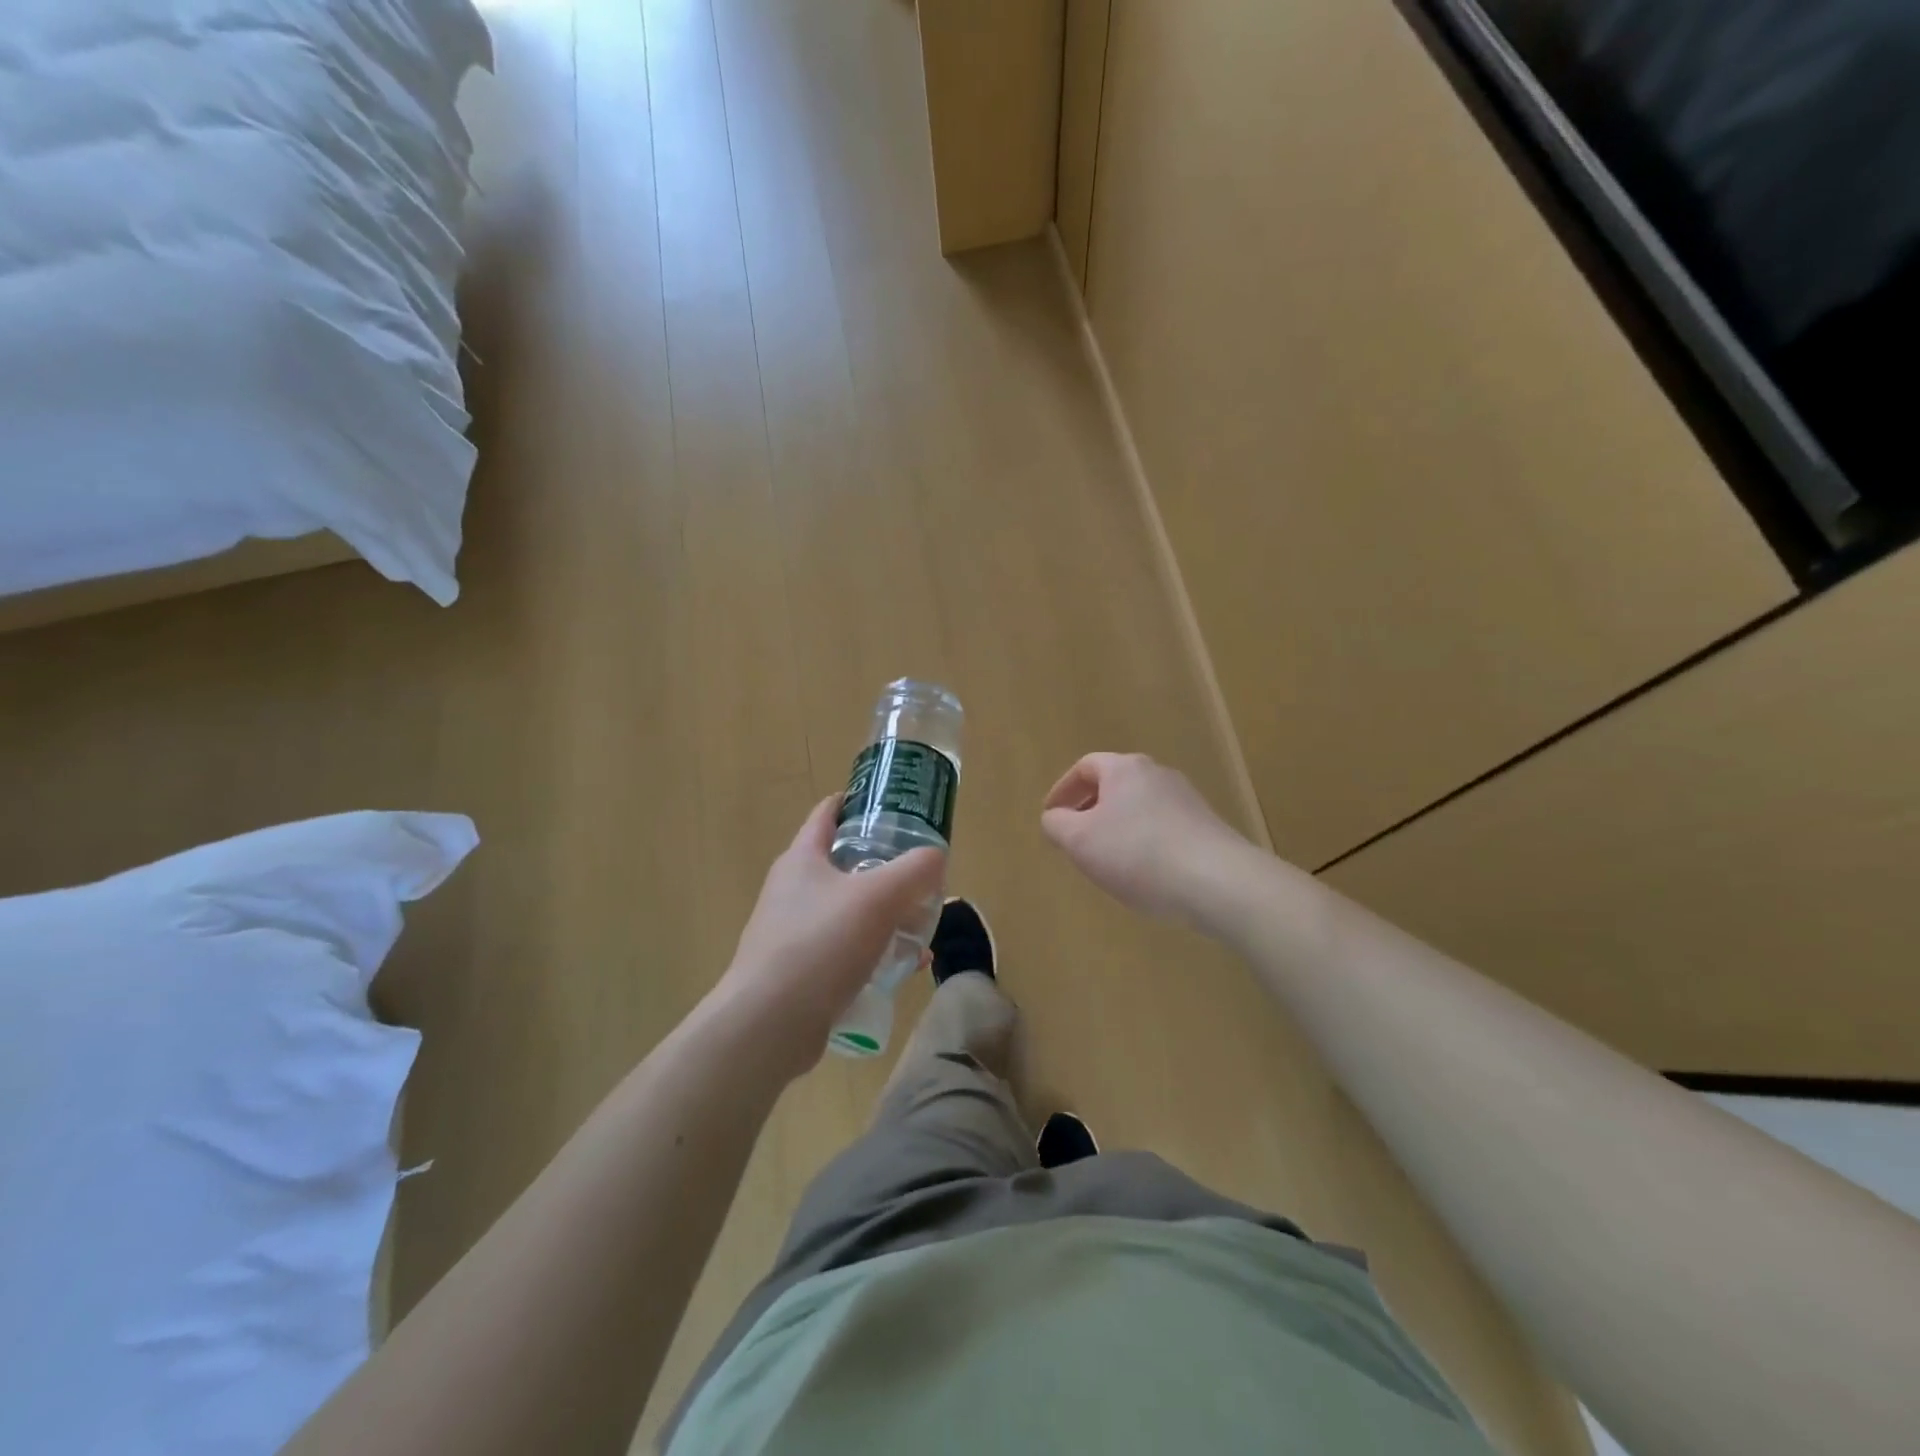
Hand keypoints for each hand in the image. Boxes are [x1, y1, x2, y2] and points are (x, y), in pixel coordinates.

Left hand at [711, 796, 944, 1078]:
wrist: (769, 1024)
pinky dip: (873, 951)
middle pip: (843, 864)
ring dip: (884, 914)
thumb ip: (914, 871)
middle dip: (883, 867)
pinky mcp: (796, 970)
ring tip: (920, 925)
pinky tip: (903, 968)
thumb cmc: (821, 943)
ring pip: (847, 910)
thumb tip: (936, 856)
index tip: (892, 804)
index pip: (827, 813)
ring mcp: (790, 931)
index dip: (858, 802)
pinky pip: (843, 949)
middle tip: (919, 873)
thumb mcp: (878, 898)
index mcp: (802, 859)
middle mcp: (791, 889)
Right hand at [1041, 753, 1252, 922]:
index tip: (1051, 818)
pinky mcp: (1206, 827)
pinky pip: (1162, 828)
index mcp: (1125, 768)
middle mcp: (1158, 774)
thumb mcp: (1079, 840)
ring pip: (1138, 808)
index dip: (1062, 790)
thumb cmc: (1137, 853)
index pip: (1085, 766)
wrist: (1218, 881)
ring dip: (1117, 829)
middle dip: (1089, 810)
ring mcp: (1187, 800)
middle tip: (1075, 840)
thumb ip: (1057, 825)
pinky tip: (1143, 874)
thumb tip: (1055, 818)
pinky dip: (1143, 843)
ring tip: (1106, 862)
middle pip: (1114, 785)